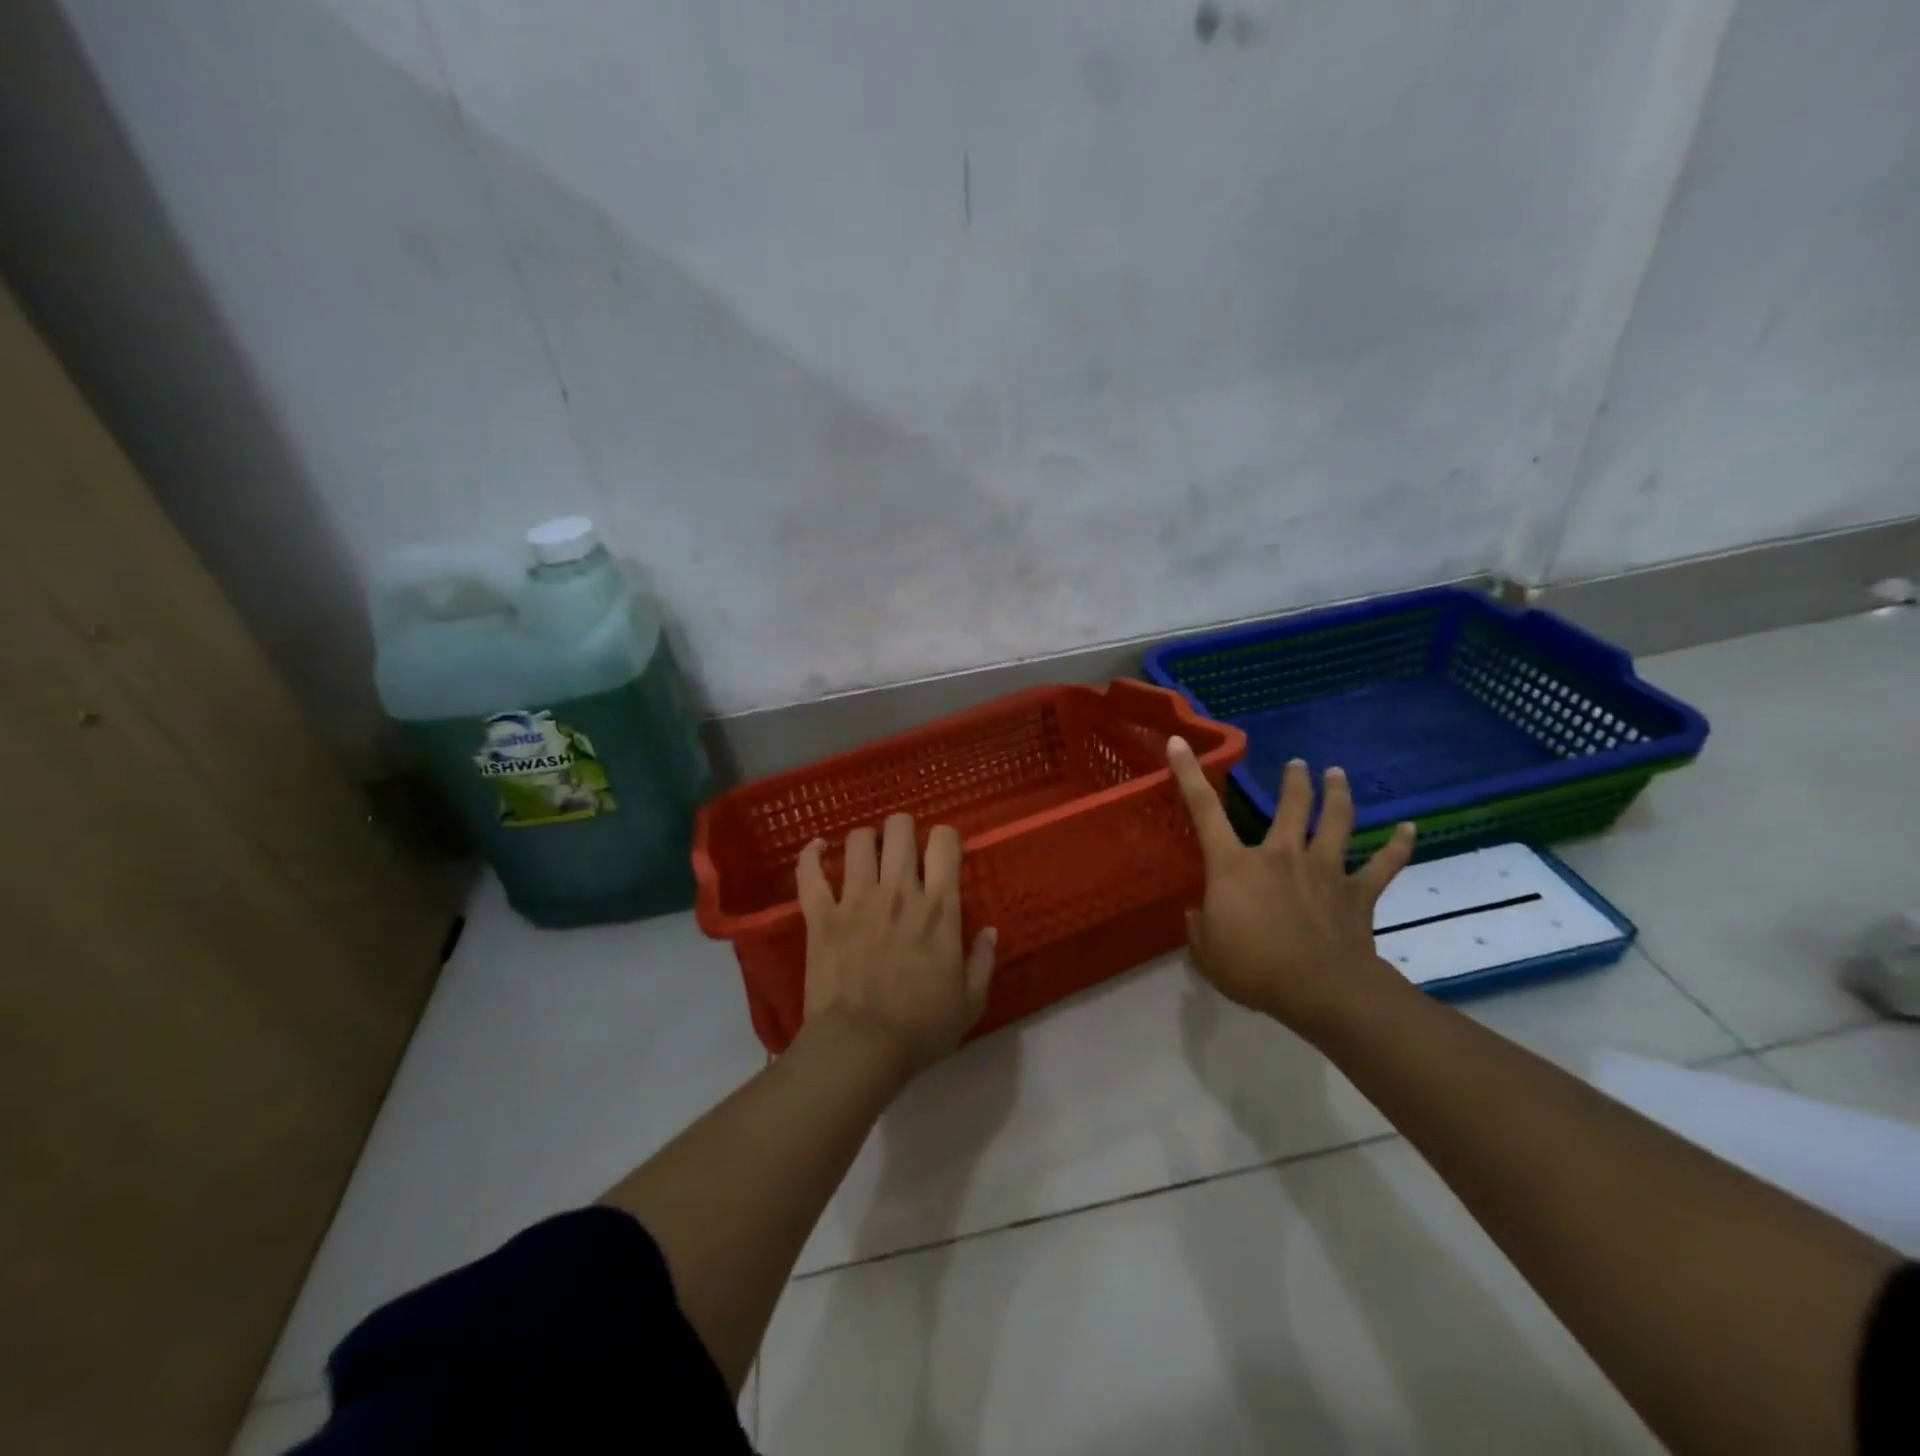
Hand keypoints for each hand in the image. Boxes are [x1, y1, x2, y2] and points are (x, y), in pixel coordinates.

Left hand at [797, 814, 997, 1073]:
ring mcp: (855, 899)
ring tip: (867, 856)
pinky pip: (810, 872)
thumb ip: (983, 961)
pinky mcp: (821, 915)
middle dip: (903, 830)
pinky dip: (811, 855)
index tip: (941, 854)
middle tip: (902, 851)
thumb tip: (990, 930)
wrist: (860, 1048)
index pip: (945, 842)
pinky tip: (818, 849)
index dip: (945, 838)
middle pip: (899, 828)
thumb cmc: (920, 1029)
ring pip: (858, 841)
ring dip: (865, 841)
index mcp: (939, 908)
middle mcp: (898, 891)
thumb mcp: (970, 1003)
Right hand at [1167, 738, 1416, 1037]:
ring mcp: (1324, 870)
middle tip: (1297, 764)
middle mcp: (1280, 855)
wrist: (1321, 992)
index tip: (1180, 742)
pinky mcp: (1357, 893)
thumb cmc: (1254, 969)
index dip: (1188, 774)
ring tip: (1337, 773)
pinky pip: (1383, 864)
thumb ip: (1199, 928)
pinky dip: (1398, 846)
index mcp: (1235, 865)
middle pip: (1291, 806)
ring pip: (1336, 821)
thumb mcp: (1207, 953)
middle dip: (1294, 780)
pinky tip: (1410, 829)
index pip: (1204, 810)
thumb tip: (1198, 915)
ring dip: (1338, 794)